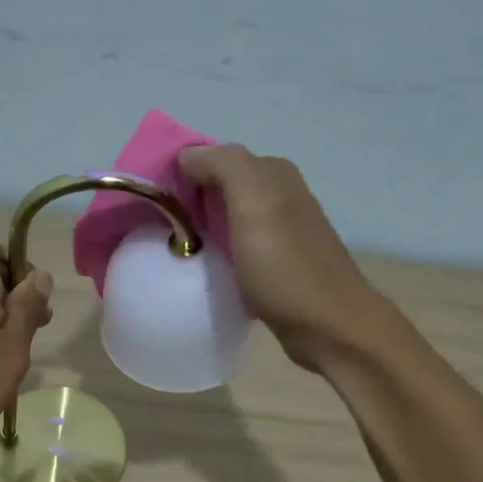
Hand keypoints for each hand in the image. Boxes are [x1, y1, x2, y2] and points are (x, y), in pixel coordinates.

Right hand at [179, 145, 386, 372]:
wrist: (328, 326)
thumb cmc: (286, 265)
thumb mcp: (253, 201)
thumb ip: (223, 166)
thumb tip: (187, 155)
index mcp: (273, 174)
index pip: (215, 159)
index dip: (182, 174)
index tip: (154, 202)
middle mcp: (280, 196)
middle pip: (221, 189)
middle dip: (189, 203)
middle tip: (157, 229)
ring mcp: (281, 233)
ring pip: (228, 220)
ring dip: (202, 231)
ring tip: (174, 251)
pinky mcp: (278, 266)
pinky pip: (238, 249)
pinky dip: (219, 255)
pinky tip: (206, 271)